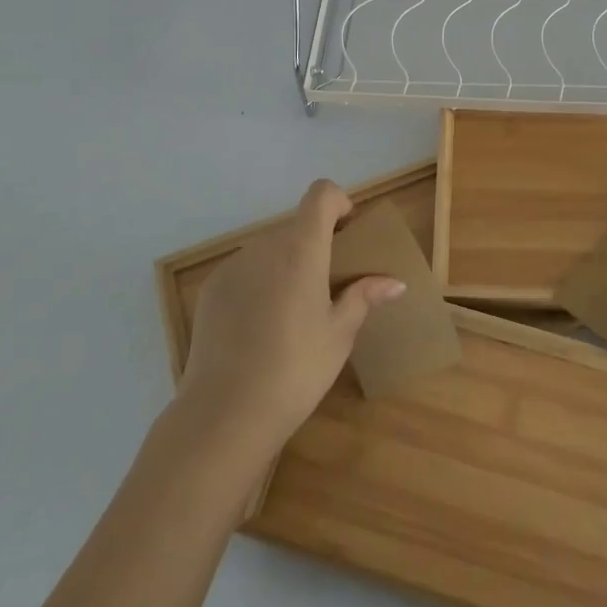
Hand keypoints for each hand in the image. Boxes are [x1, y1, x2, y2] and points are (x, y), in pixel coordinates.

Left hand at [177, 180, 404, 454]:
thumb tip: (395, 283)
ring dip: (286, 265)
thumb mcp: (339, 334)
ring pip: (269, 250)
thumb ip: (364, 297)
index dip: (338, 203)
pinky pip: (245, 271)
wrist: (226, 412)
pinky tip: (260, 329)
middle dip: (314, 245)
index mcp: (302, 248)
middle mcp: (265, 245)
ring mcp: (233, 265)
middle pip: (296, 226)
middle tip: (327, 287)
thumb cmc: (296, 369)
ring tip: (292, 314)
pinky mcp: (211, 289)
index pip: (321, 194)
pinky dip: (259, 284)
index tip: (347, 233)